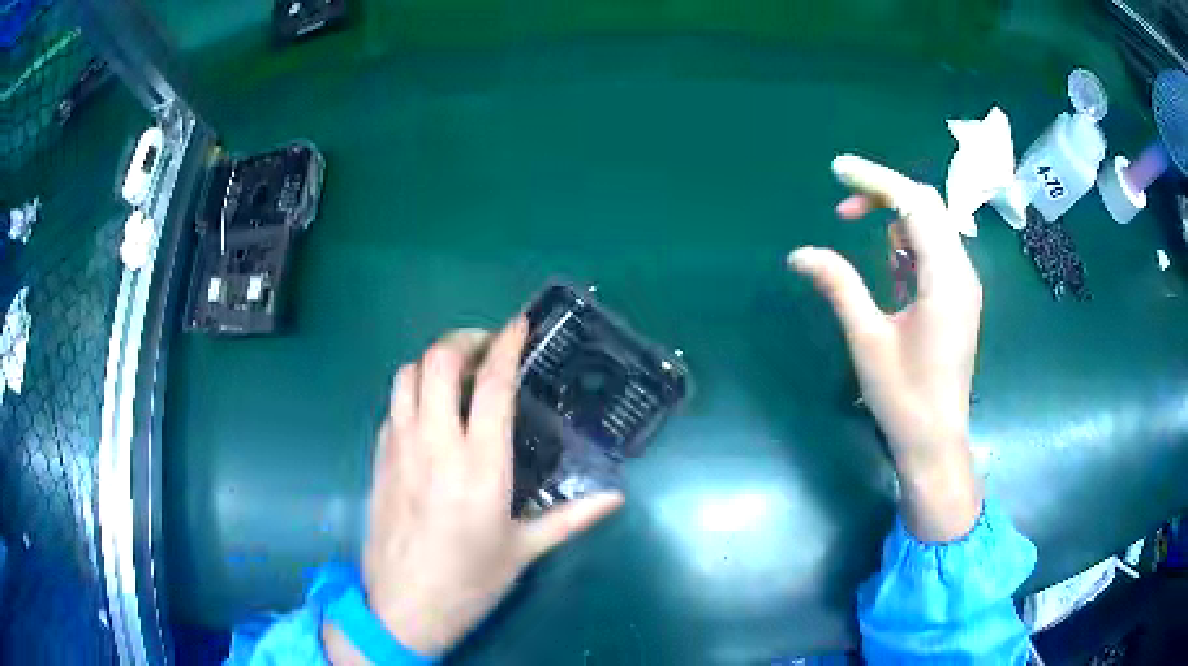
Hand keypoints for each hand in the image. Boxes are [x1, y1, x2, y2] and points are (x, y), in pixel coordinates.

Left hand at [326, 320, 623, 662]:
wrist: (403, 607)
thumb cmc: (469, 582)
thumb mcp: (524, 551)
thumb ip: (572, 517)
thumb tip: (616, 497)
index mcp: (480, 466)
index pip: (492, 385)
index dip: (507, 344)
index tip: (519, 324)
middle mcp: (435, 445)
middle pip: (439, 363)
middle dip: (463, 340)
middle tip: (486, 346)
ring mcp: (400, 448)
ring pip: (407, 375)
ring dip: (432, 361)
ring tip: (456, 372)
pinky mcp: (379, 459)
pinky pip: (392, 404)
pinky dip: (412, 390)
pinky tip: (429, 411)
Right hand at [788, 155, 982, 542]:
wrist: (937, 441)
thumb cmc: (904, 397)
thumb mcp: (868, 339)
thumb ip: (839, 286)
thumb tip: (799, 254)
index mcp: (944, 278)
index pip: (914, 204)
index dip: (875, 180)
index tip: (837, 170)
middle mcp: (961, 271)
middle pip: (927, 205)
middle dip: (884, 191)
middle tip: (842, 199)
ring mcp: (963, 284)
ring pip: (933, 223)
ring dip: (895, 213)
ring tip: (855, 222)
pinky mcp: (959, 296)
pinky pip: (936, 248)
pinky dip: (909, 238)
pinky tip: (888, 258)